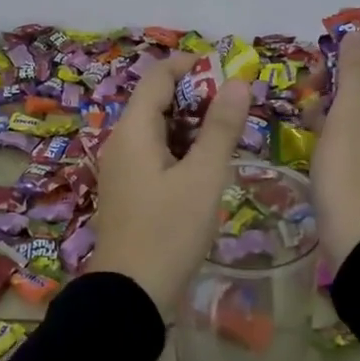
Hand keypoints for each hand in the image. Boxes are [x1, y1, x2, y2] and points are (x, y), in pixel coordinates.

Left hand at [90, 55, 253, 315]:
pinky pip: (154, 152)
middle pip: (157, 99)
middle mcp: (121, 140)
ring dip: (191, 123)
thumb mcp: (203, 177)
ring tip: (229, 131)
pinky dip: (181, 147)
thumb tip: (237, 81)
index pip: (158, 75)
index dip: (192, 65)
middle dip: (197, 95)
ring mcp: (122, 166)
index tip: (229, 69)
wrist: (129, 296)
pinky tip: (206, 163)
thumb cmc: (169, 231)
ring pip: (158, 128)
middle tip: (237, 104)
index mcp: (133, 129)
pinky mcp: (128, 189)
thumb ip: (221, 127)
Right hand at [310, 18, 359, 266]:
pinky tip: (310, 124)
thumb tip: (357, 34)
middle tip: (315, 65)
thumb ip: (354, 73)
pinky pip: (353, 126)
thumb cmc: (355, 178)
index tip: (343, 20)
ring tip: (307, 96)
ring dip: (336, 90)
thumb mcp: (350, 119)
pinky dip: (334, 117)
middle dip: (347, 63)